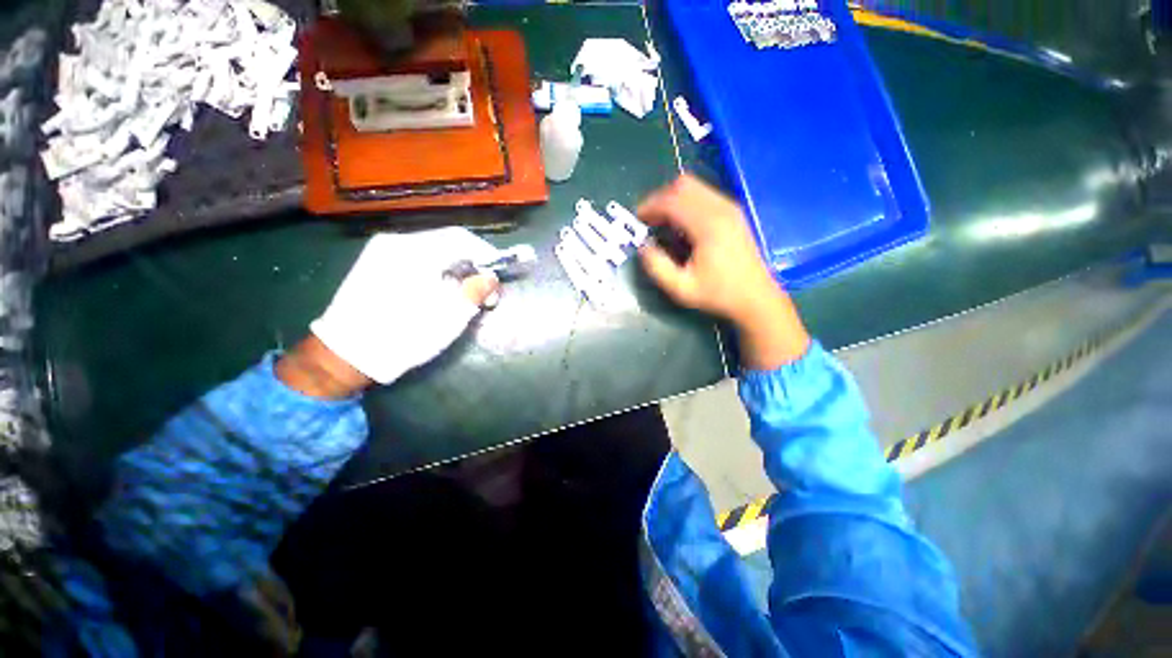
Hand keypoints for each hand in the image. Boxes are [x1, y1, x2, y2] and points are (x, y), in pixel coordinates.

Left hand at [278, 228, 501, 395]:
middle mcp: (396, 242)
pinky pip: (414, 259)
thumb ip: (475, 290)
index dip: (485, 254)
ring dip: (453, 267)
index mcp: (416, 250)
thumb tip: (491, 277)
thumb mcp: (450, 316)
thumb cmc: (405, 335)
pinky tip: (438, 290)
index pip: (461, 238)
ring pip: (431, 251)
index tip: (498, 274)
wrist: (347, 354)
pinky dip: (434, 270)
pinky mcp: (373, 264)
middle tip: (483, 287)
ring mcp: (380, 251)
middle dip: (470, 263)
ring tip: (463, 291)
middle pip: (446, 242)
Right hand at [637, 174, 810, 369]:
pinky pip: (704, 195)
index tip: (637, 219)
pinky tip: (681, 224)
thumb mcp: (681, 288)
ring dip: (673, 199)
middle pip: (683, 185)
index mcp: (707, 226)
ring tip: (662, 221)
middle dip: (660, 198)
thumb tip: (643, 246)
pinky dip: (686, 202)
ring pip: (694, 187)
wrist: (755, 298)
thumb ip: (657, 267)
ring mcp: (730, 208)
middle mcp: (720, 209)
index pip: (672, 201)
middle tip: (648, 219)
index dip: (650, 206)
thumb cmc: (717, 294)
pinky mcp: (733, 213)